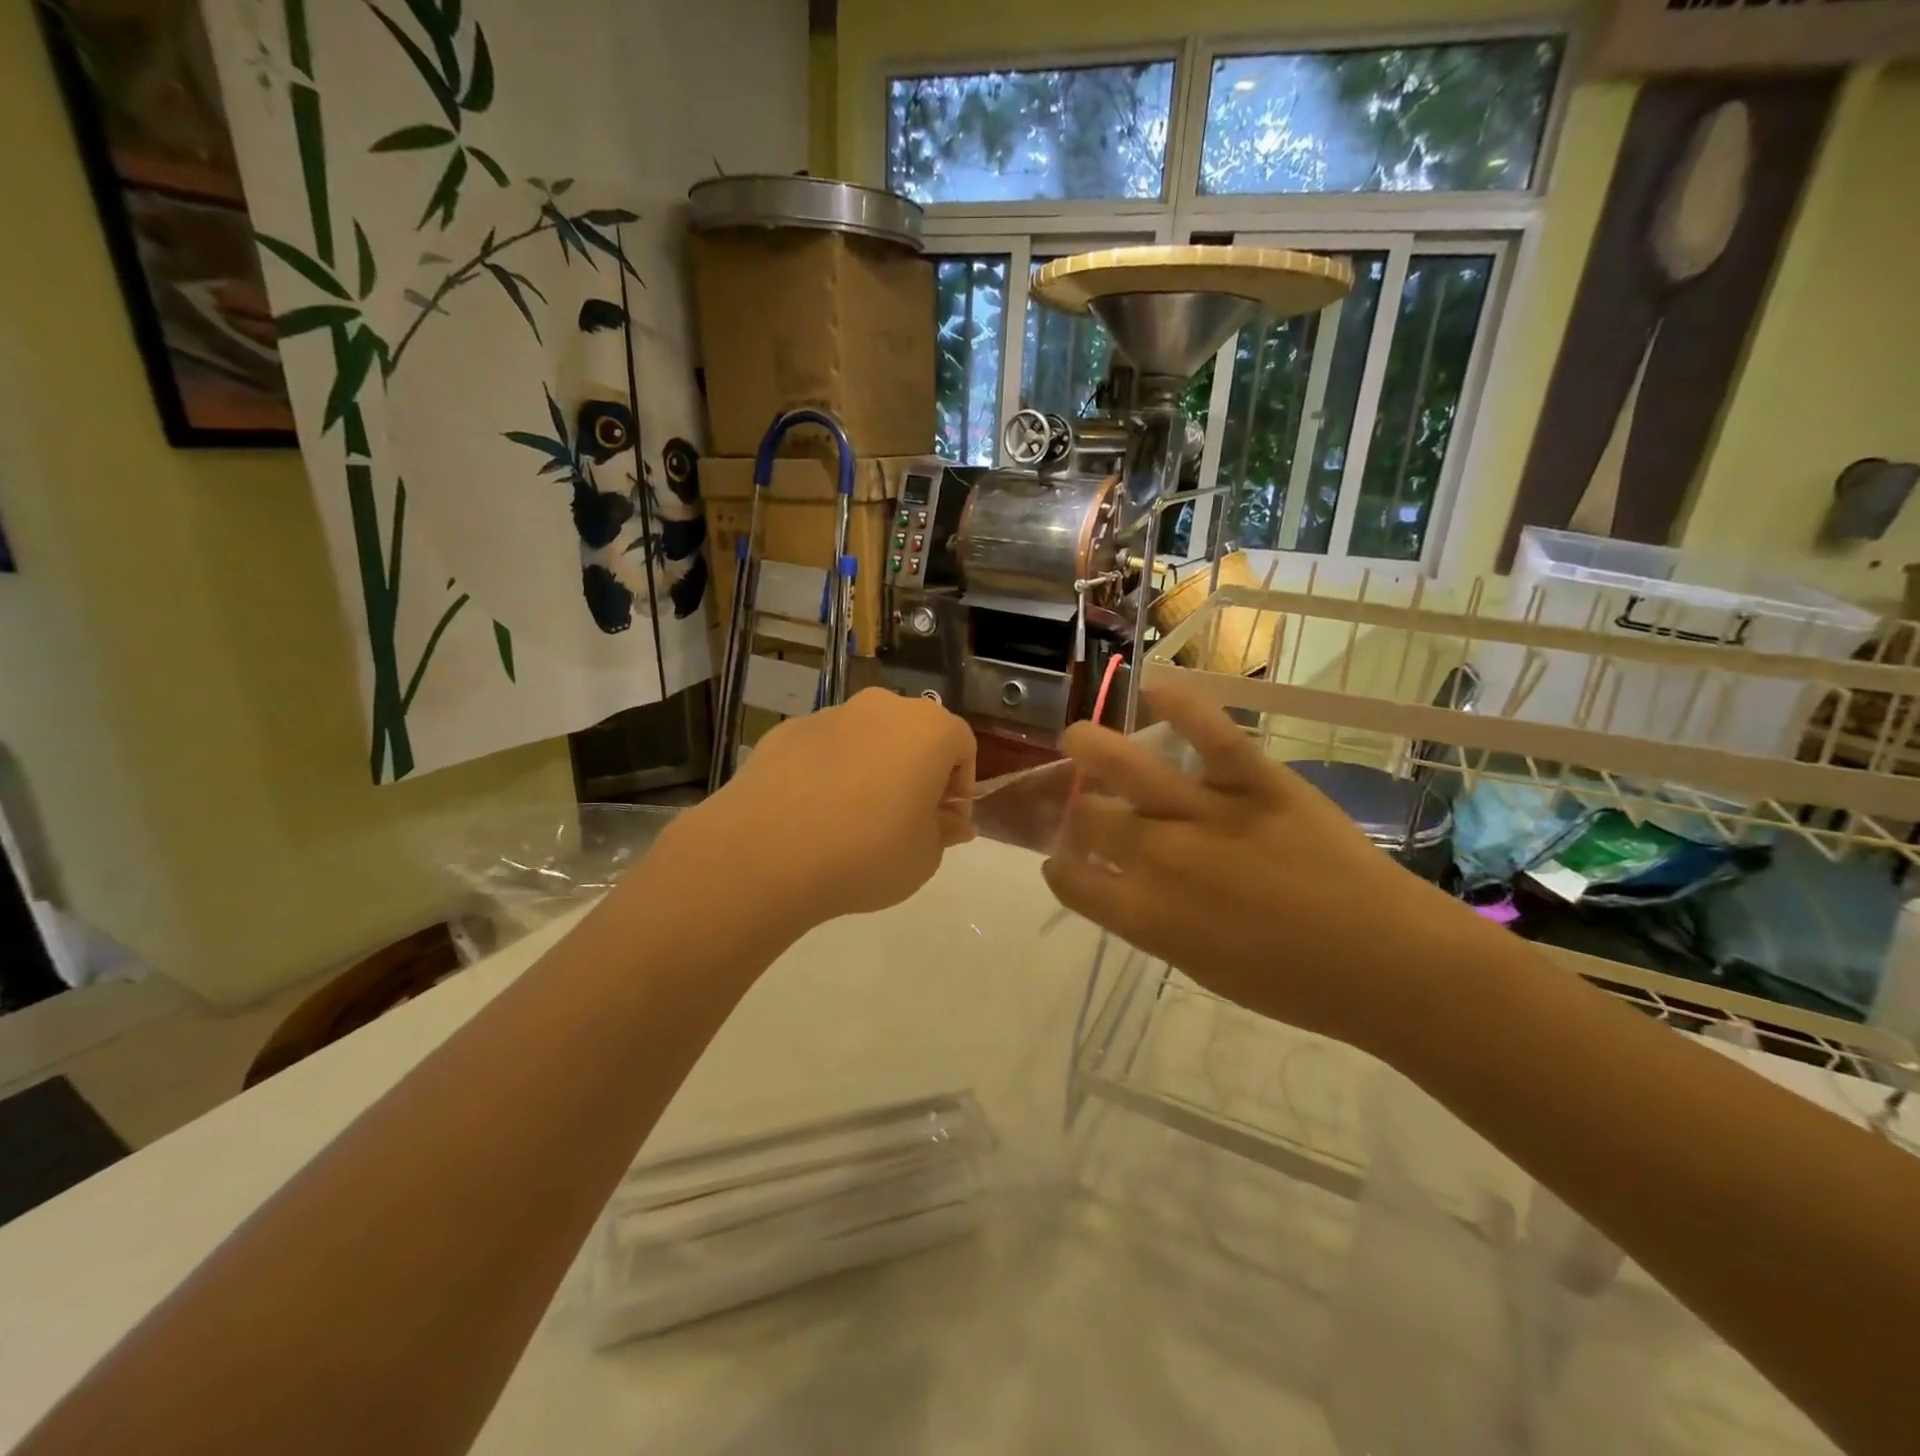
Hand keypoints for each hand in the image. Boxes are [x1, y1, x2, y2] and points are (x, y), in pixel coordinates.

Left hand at [682, 689, 975, 932]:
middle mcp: (881, 708)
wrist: (765, 853)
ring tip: (853, 821)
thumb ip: (945, 832)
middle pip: (913, 735)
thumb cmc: (867, 853)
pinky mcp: (786, 731)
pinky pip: (823, 750)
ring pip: (867, 739)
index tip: (944, 823)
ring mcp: (829, 715)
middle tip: (905, 820)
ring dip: (872, 769)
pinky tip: (812, 815)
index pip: (962, 746)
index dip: (959, 787)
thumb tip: (953, 821)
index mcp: (928, 729)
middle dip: (917, 772)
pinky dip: (828, 773)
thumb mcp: (924, 856)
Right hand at [1041, 683, 1485, 1053]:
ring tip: (1077, 737)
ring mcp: (1208, 814)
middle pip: (1091, 819)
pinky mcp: (1257, 781)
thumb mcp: (1201, 967)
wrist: (1388, 964)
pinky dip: (1181, 705)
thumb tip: (1122, 885)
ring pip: (1128, 768)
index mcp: (1145, 914)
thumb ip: (1150, 921)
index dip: (1058, 868)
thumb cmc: (1293, 984)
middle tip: (1085, 805)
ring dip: (1090, 747)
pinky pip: (1210, 734)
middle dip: (1075, 811)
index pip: (1072, 881)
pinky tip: (1154, 688)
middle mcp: (1161, 858)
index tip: (1061, 860)